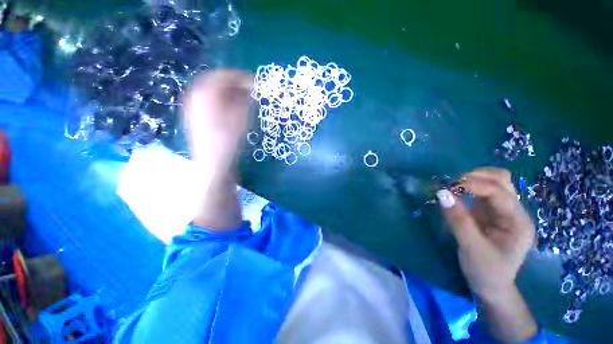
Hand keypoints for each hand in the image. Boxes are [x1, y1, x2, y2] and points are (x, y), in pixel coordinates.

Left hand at [184, 70, 252, 170]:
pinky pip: (209, 101)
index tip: (254, 81)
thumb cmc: (228, 140)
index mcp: (205, 93)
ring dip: (229, 92)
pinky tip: (232, 109)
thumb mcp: (241, 118)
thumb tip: (250, 89)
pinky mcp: (195, 116)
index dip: (240, 77)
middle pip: (216, 82)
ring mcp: (193, 106)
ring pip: (212, 92)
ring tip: (243, 99)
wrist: (212, 162)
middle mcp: (195, 95)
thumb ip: (246, 100)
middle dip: (234, 84)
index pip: (223, 76)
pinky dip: (222, 101)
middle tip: (249, 90)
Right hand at [436, 167, 534, 300]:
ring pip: (493, 182)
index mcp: (518, 221)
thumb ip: (458, 220)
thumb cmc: (486, 271)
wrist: (491, 286)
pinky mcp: (490, 212)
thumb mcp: (471, 248)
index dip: (473, 185)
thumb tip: (442, 193)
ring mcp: (503, 210)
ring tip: (453, 188)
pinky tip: (456, 193)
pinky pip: (482, 191)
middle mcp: (514, 211)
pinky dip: (468, 187)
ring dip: (472, 179)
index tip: (447, 188)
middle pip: (501, 180)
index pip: (498, 192)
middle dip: (475, 177)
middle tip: (451, 186)